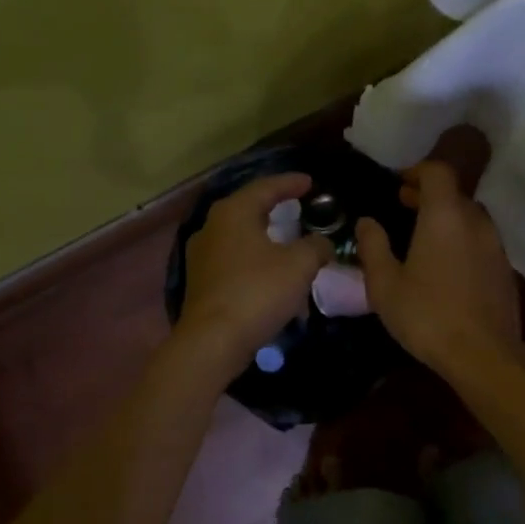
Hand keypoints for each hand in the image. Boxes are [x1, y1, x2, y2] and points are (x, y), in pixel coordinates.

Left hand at [177, 172, 332, 361]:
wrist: (212, 341)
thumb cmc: (257, 291)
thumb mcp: (299, 265)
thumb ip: (316, 246)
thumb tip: (322, 243)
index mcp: (233, 212)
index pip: (265, 187)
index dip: (290, 183)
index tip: (310, 182)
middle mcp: (212, 227)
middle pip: (248, 208)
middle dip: (274, 207)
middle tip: (298, 206)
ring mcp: (202, 255)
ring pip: (240, 236)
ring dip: (265, 237)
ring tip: (288, 240)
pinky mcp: (201, 282)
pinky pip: (234, 260)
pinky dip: (255, 259)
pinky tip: (271, 271)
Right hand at [355, 161, 521, 373]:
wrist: (485, 355)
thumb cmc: (428, 316)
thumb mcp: (385, 285)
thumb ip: (373, 247)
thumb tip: (366, 221)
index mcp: (445, 216)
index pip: (437, 172)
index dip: (417, 171)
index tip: (398, 184)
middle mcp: (476, 222)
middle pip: (454, 193)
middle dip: (428, 195)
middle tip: (403, 206)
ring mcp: (496, 246)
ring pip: (470, 217)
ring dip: (447, 218)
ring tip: (423, 237)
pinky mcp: (505, 270)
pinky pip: (481, 241)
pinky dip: (462, 240)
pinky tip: (446, 266)